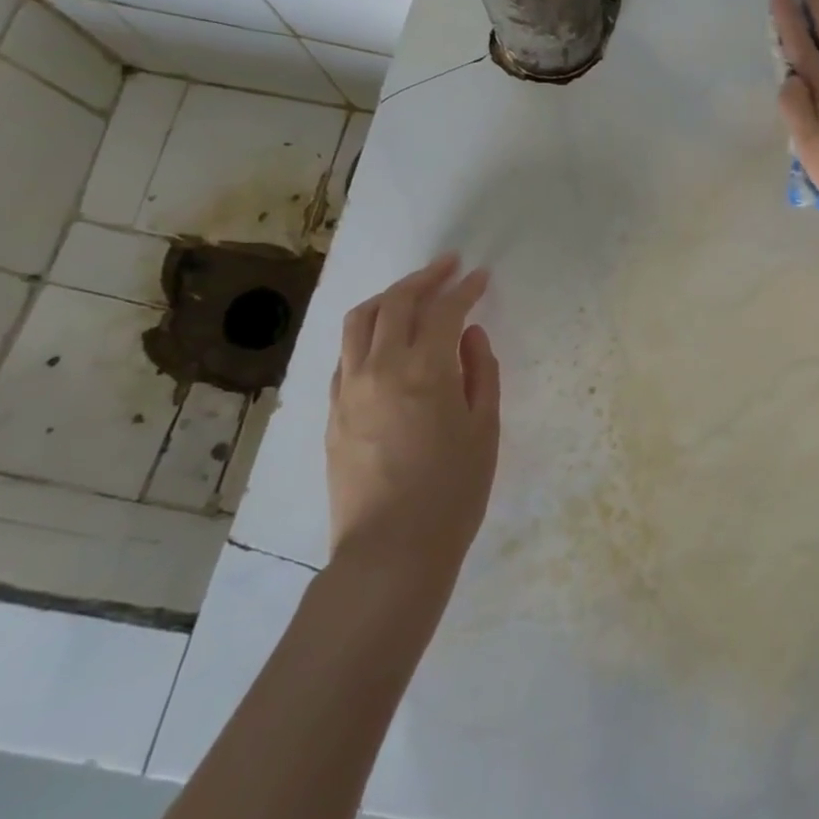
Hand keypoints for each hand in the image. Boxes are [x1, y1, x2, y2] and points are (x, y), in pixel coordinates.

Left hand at [325, 254, 500, 587]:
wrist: (391, 550)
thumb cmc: (454, 491)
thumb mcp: (485, 429)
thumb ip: (482, 372)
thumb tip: (472, 335)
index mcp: (425, 371)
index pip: (444, 310)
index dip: (465, 288)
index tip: (480, 276)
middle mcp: (380, 368)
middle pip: (396, 303)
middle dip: (425, 278)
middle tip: (449, 268)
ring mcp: (349, 388)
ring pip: (359, 321)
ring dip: (389, 297)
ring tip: (412, 292)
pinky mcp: (332, 410)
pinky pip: (346, 354)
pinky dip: (367, 332)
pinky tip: (385, 340)